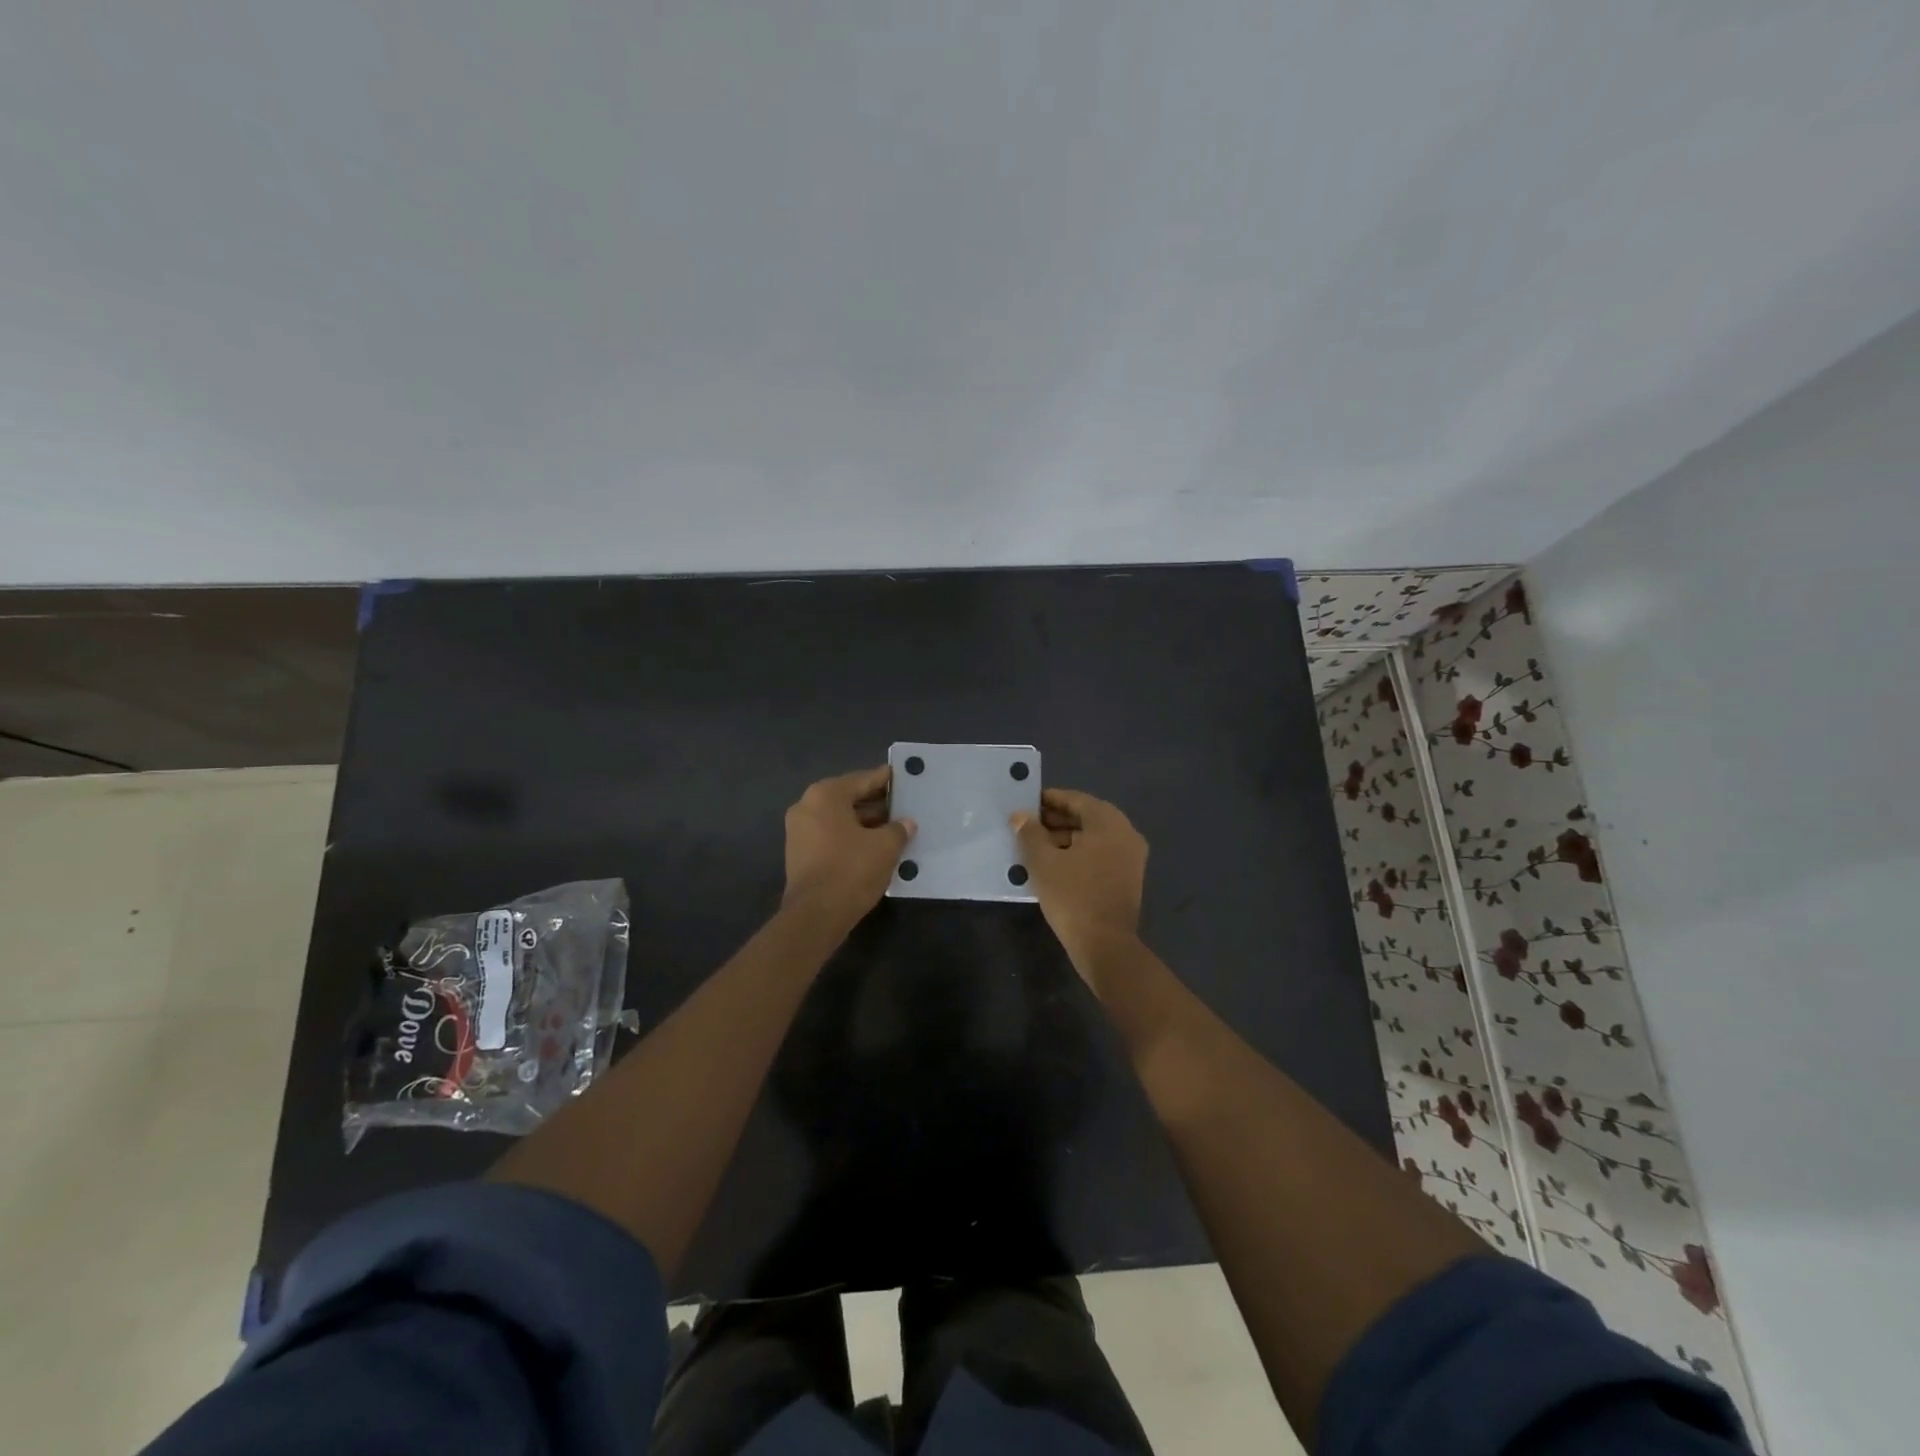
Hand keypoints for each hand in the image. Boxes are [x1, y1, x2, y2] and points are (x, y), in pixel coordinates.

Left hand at [782, 766, 914, 931]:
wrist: (816, 916)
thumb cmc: (851, 870)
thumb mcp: (885, 846)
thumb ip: (898, 829)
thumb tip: (905, 823)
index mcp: (825, 795)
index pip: (862, 780)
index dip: (885, 779)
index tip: (903, 777)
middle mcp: (807, 806)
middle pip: (849, 798)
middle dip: (877, 804)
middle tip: (904, 806)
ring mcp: (799, 831)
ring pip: (840, 819)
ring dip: (866, 823)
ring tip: (895, 828)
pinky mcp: (800, 854)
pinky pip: (831, 836)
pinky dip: (852, 837)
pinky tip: (875, 847)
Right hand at [1012, 788, 1147, 970]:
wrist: (1105, 945)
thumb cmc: (1073, 896)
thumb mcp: (1043, 862)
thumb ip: (1030, 833)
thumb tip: (1020, 815)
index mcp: (1108, 822)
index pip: (1076, 800)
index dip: (1049, 800)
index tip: (1026, 804)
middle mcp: (1126, 833)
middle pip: (1086, 817)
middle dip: (1056, 820)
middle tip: (1026, 826)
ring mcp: (1131, 857)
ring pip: (1093, 837)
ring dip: (1065, 837)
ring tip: (1035, 846)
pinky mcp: (1128, 877)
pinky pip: (1100, 854)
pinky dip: (1079, 853)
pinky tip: (1054, 864)